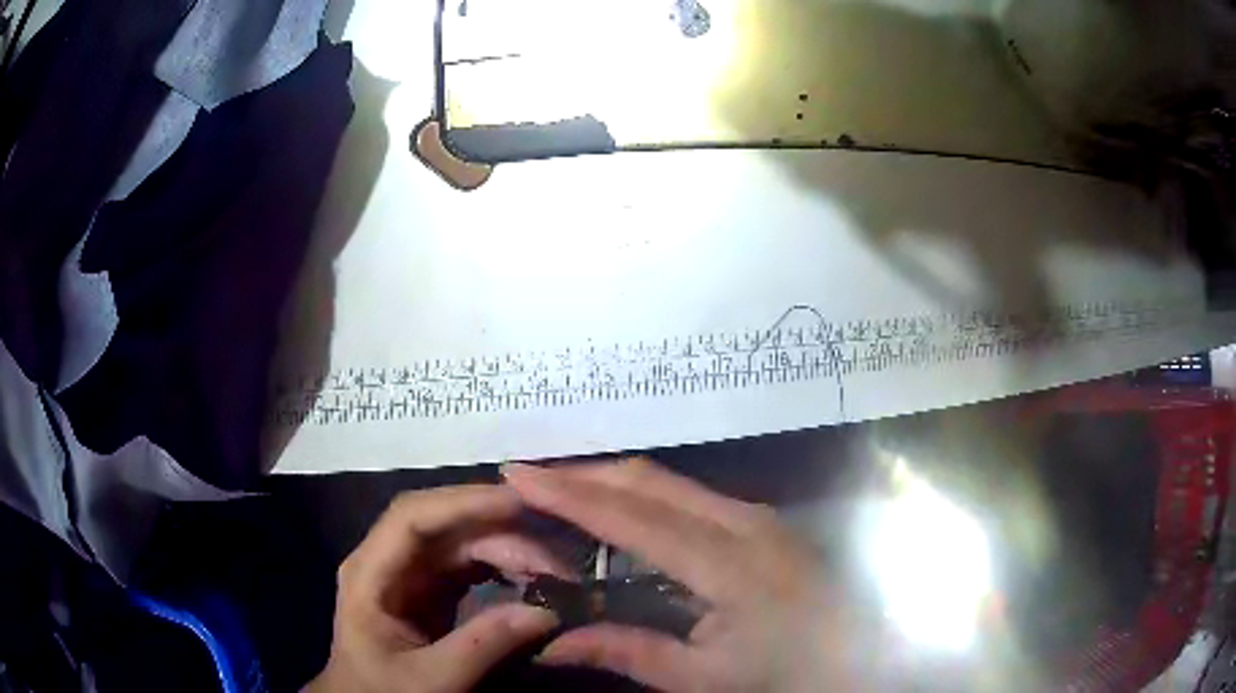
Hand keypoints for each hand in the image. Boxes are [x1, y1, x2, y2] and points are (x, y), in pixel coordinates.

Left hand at [305, 485, 569, 692]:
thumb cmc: (384, 692)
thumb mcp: (430, 679)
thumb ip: (482, 646)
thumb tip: (546, 612)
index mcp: (370, 573)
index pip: (412, 518)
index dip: (463, 503)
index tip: (519, 505)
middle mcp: (390, 561)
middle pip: (446, 527)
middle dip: (501, 534)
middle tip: (557, 562)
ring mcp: (412, 574)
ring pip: (463, 542)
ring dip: (508, 549)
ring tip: (554, 572)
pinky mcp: (432, 589)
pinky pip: (471, 565)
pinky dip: (504, 567)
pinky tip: (533, 579)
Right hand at [503, 459, 856, 692]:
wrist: (860, 657)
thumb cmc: (786, 673)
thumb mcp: (705, 677)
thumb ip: (627, 652)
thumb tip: (551, 644)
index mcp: (729, 562)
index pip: (632, 516)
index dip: (569, 493)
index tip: (517, 475)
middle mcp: (743, 521)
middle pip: (649, 481)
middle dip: (584, 475)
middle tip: (529, 482)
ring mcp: (756, 516)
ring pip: (669, 483)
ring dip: (611, 483)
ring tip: (560, 494)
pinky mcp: (761, 522)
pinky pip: (689, 497)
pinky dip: (642, 498)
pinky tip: (618, 516)